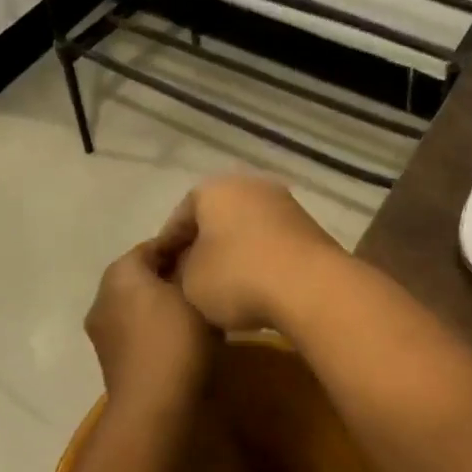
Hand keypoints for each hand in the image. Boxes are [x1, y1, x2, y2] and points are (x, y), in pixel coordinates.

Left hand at [84, 235, 213, 414]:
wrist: (153, 408)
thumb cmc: (176, 339)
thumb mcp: (194, 291)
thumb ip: (191, 265)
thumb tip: (193, 252)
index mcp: (120, 272)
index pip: (155, 244)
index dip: (183, 242)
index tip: (209, 245)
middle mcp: (103, 296)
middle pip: (142, 272)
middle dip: (172, 271)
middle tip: (206, 273)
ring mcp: (103, 330)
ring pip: (138, 300)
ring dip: (163, 298)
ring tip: (198, 301)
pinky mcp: (110, 357)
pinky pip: (136, 325)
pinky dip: (156, 321)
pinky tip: (183, 329)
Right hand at [149, 173, 344, 332]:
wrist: (309, 283)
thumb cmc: (237, 276)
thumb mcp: (190, 281)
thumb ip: (181, 269)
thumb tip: (189, 266)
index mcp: (213, 188)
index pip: (180, 217)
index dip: (167, 248)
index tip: (162, 276)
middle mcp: (249, 183)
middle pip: (215, 218)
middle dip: (202, 247)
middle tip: (191, 281)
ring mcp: (282, 201)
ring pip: (244, 227)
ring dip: (233, 252)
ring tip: (223, 288)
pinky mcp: (306, 223)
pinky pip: (270, 239)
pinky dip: (259, 257)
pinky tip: (255, 285)